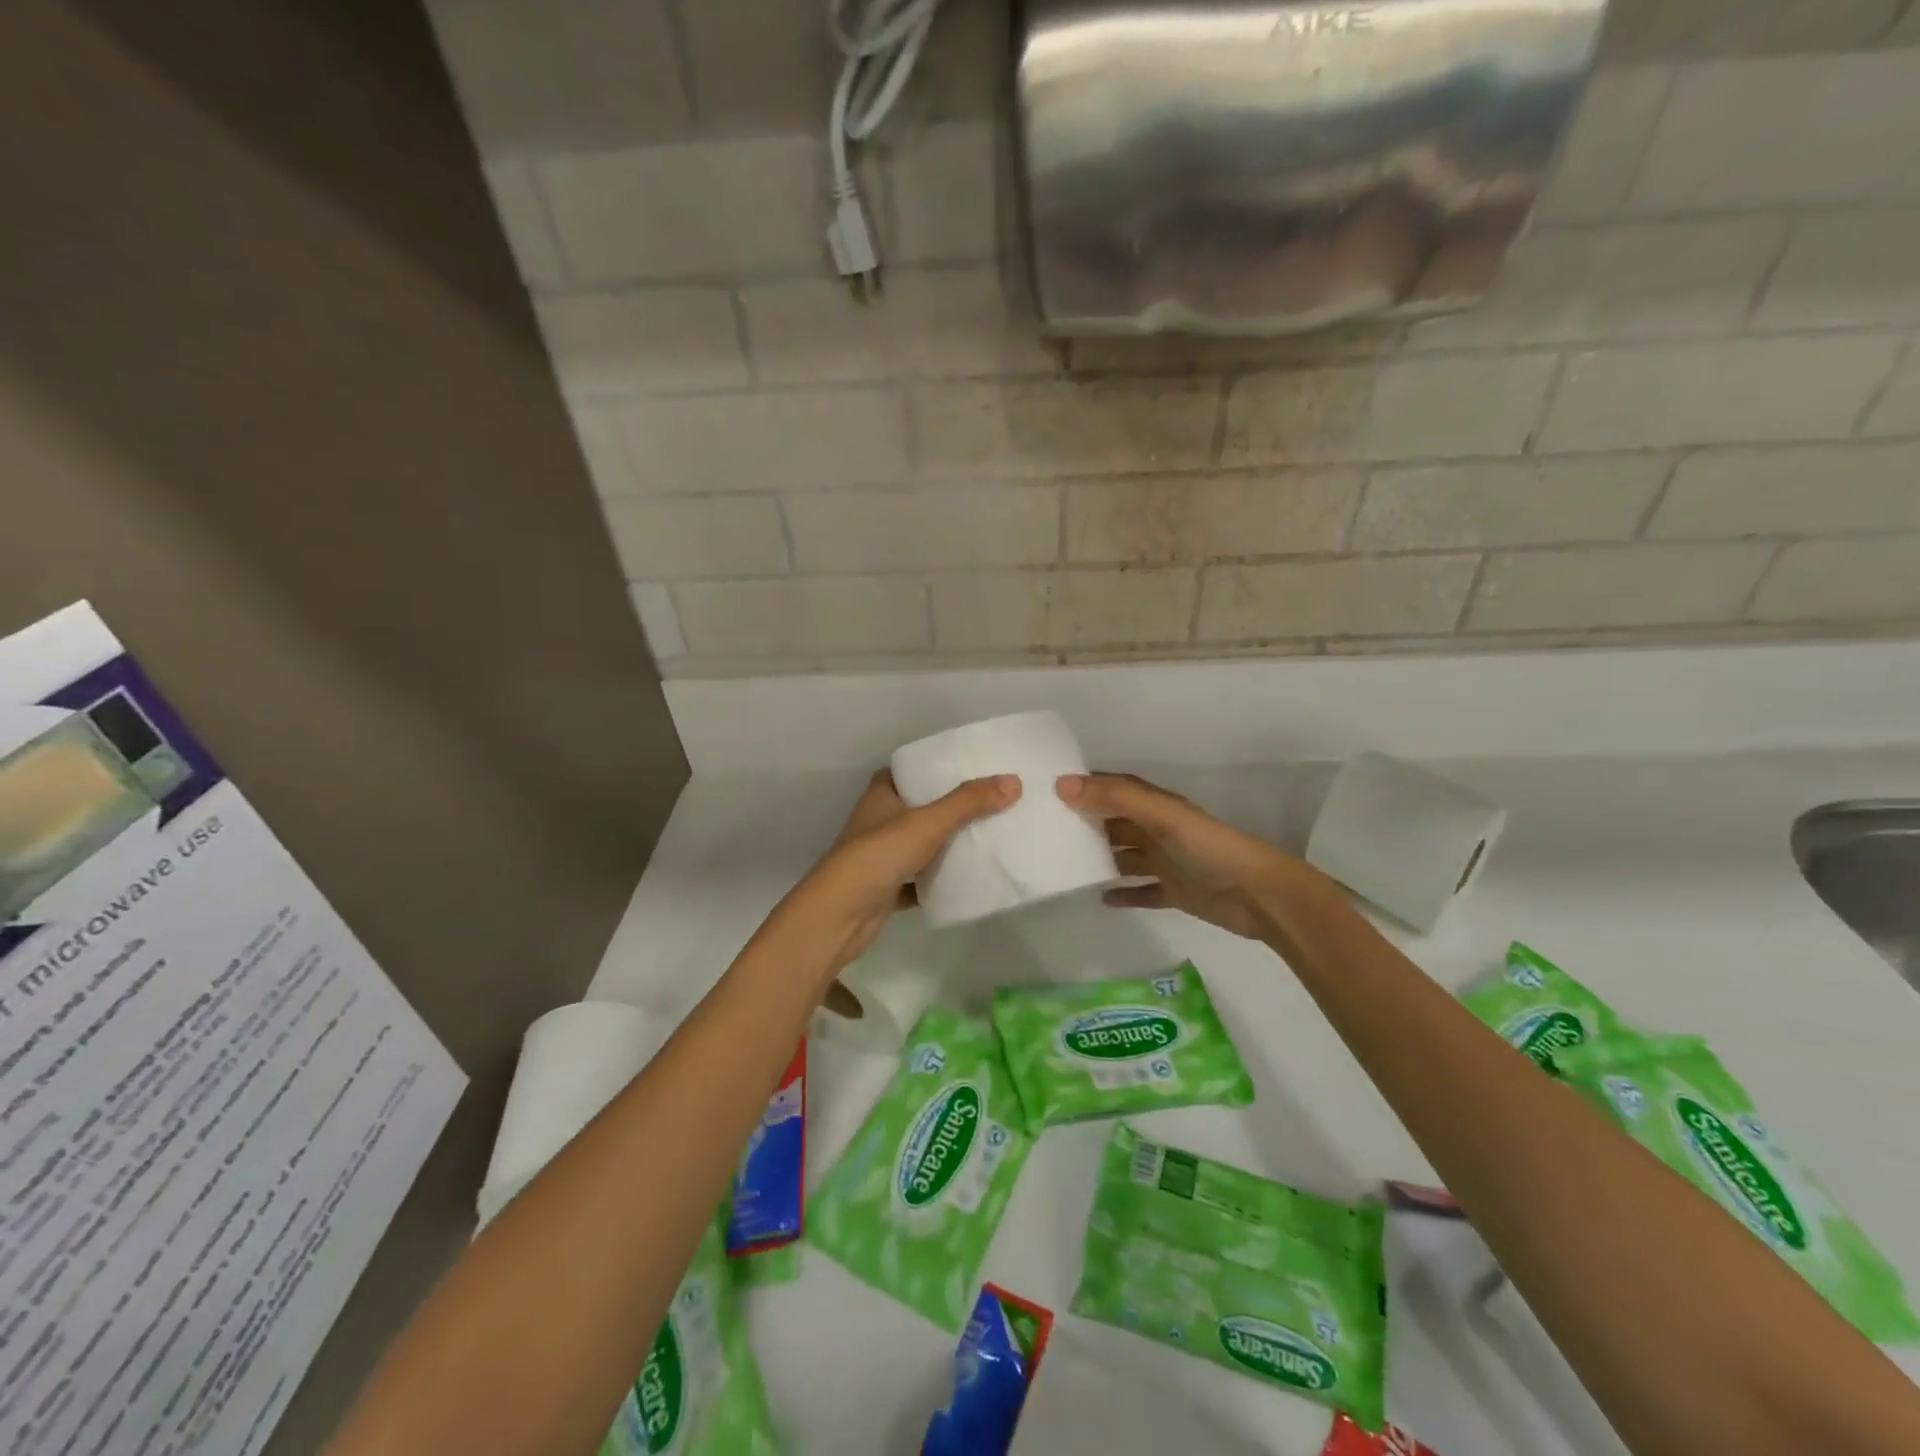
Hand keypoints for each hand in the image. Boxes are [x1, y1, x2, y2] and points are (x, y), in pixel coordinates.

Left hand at [789, 769, 1019, 973]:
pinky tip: (967, 879)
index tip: (969, 767)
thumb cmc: (879, 855)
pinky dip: (939, 879)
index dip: (935, 767)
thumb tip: (1014, 781)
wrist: (840, 915)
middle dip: (950, 806)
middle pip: (919, 807)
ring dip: (947, 844)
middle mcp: (878, 821)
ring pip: (920, 844)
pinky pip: (920, 879)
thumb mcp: (928, 822)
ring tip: (988, 835)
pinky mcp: (887, 888)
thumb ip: (969, 802)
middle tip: (990, 801)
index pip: (909, 771)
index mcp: (881, 795)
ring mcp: (881, 857)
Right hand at [1058, 772, 1311, 940]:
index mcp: (1155, 806)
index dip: (1085, 786)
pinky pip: (1140, 891)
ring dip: (1099, 859)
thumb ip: (1116, 798)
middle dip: (1084, 823)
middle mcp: (1157, 830)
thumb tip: (1062, 785)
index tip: (1046, 790)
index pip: (1113, 789)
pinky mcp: (1173, 892)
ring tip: (1063, 866)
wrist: (1257, 895)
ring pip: (1124, 857)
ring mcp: (1165, 863)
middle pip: (1114, 823)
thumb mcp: (1161, 816)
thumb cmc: (1208, 849)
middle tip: (1043, 832)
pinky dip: (1122, 894)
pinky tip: (1100, 899)